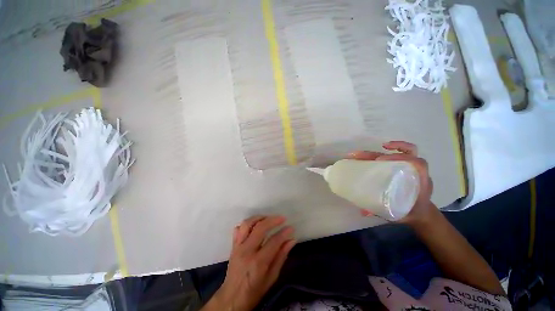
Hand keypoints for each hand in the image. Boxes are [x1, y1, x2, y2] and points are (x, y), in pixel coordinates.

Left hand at [203, 216, 295, 310]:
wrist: (232, 299)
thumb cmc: (254, 291)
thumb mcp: (272, 277)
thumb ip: (281, 256)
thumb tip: (292, 241)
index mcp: (258, 262)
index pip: (274, 241)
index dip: (284, 233)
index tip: (291, 228)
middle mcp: (247, 251)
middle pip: (260, 228)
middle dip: (273, 220)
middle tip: (282, 218)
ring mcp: (238, 247)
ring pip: (247, 224)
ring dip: (259, 218)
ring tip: (268, 218)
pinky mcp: (233, 246)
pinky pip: (238, 229)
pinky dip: (247, 224)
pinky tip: (254, 224)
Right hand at [348, 141, 437, 225]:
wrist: (421, 213)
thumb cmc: (411, 212)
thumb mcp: (399, 214)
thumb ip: (383, 212)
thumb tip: (363, 211)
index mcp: (421, 182)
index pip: (417, 163)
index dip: (400, 157)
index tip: (380, 160)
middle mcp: (417, 172)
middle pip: (407, 154)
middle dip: (382, 152)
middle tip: (363, 155)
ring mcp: (411, 169)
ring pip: (405, 151)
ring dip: (388, 147)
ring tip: (367, 150)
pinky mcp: (405, 169)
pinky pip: (401, 156)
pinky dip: (390, 151)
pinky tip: (375, 154)